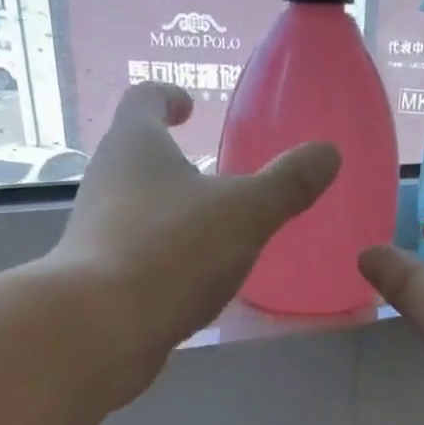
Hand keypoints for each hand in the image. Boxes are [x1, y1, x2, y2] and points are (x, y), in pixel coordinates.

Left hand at [52, 83, 338, 392]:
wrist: (103, 327)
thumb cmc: (173, 252)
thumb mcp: (245, 215)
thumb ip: (287, 185)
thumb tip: (328, 153)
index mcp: (135, 144)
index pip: (145, 99)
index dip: (168, 97)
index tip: (187, 106)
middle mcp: (106, 180)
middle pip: (135, 156)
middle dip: (169, 161)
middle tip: (208, 175)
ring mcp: (95, 232)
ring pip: (133, 209)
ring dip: (165, 212)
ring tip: (204, 232)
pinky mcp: (96, 280)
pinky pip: (133, 255)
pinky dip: (160, 257)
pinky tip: (185, 282)